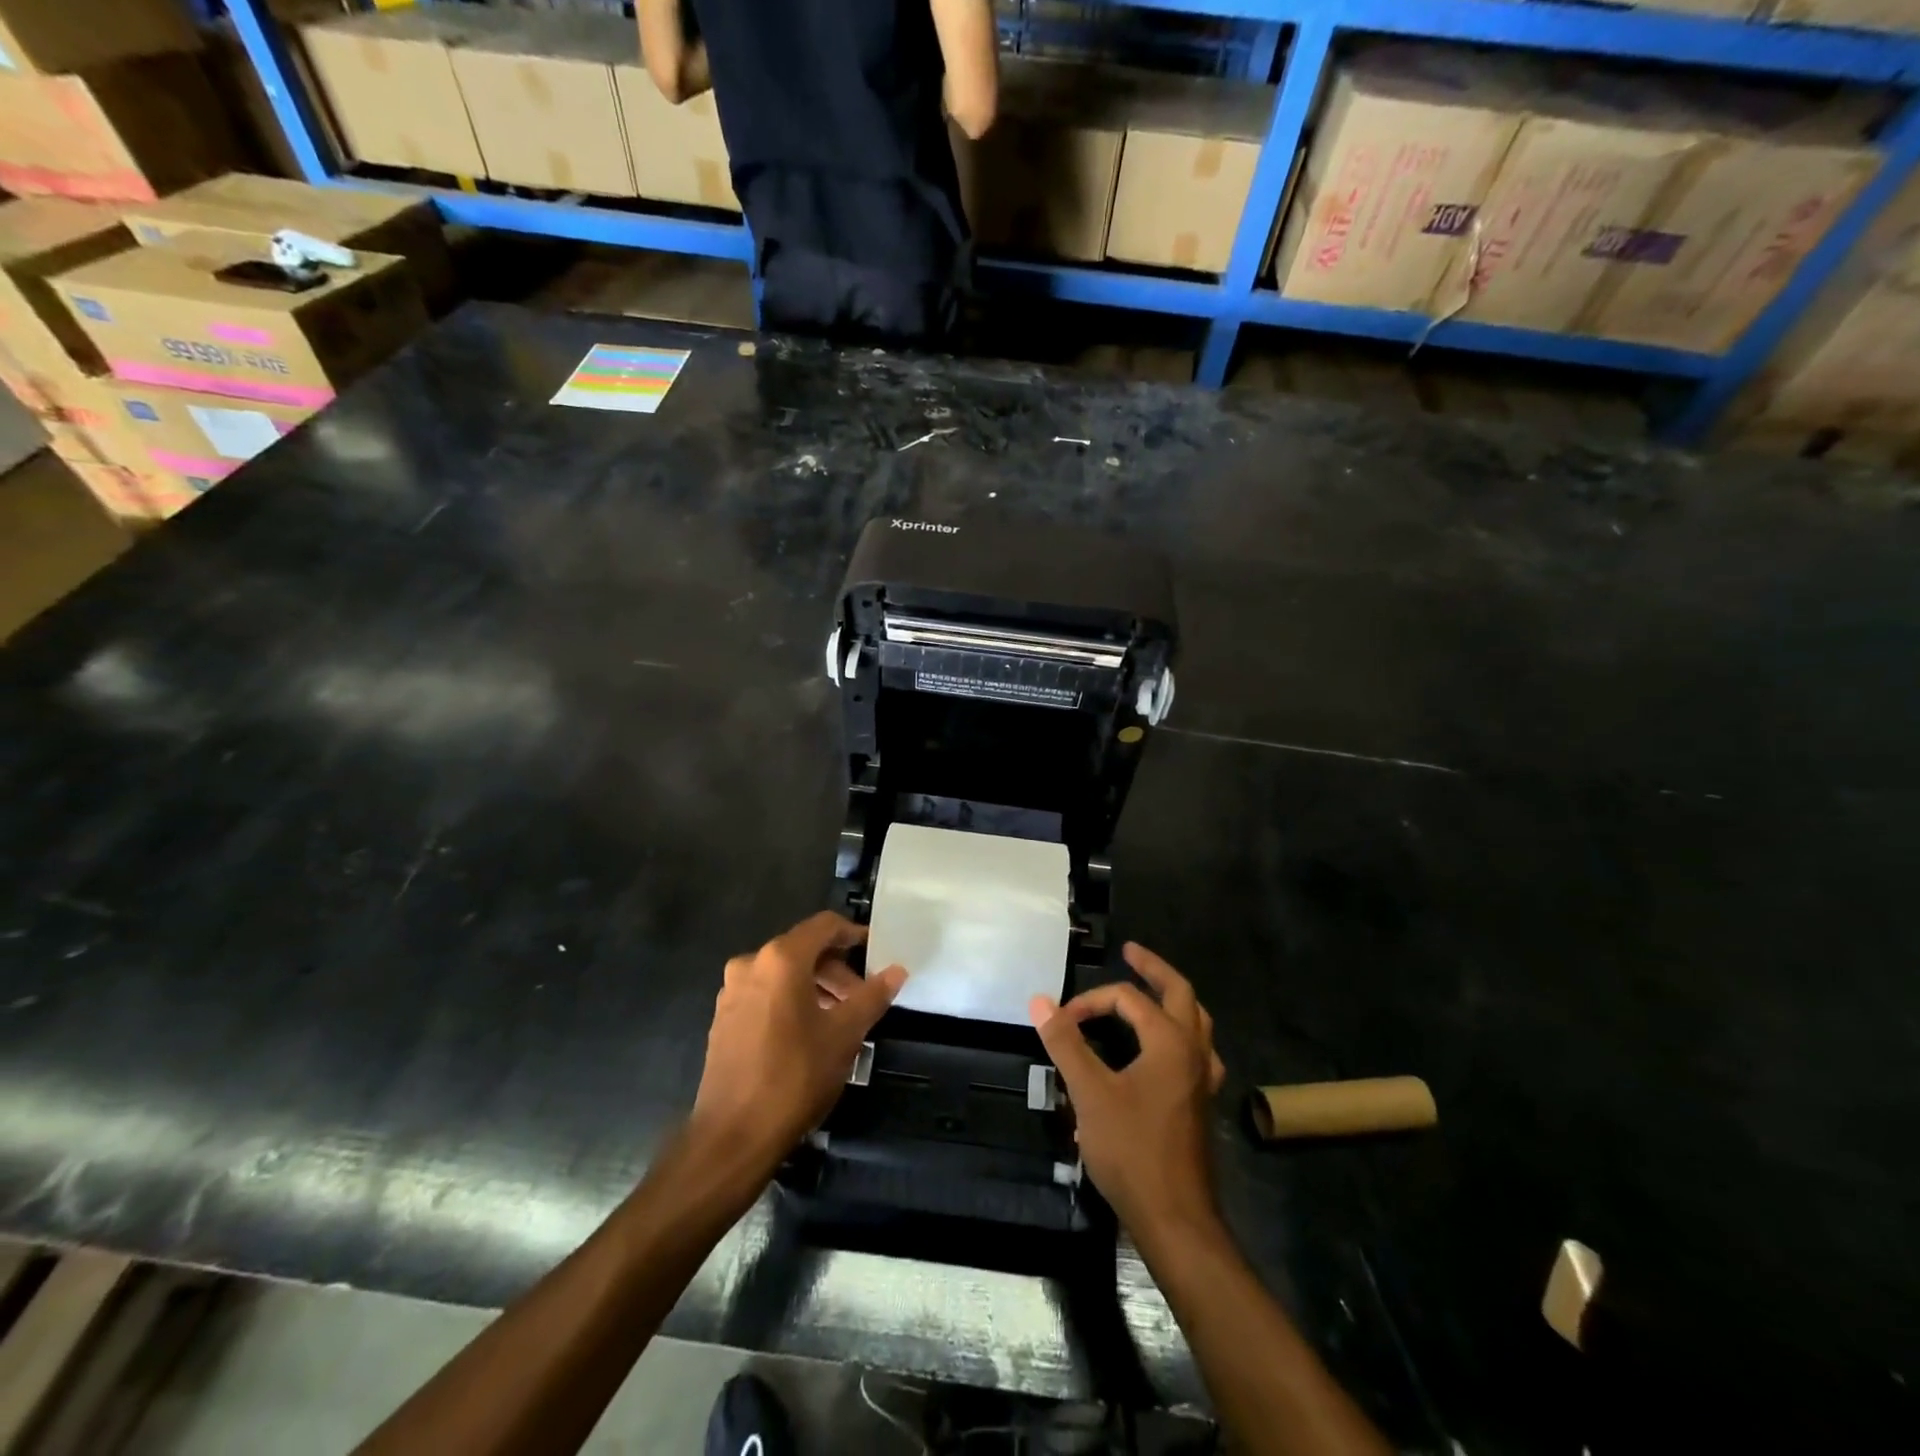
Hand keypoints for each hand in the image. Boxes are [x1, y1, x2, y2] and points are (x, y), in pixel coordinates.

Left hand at [692, 912, 906, 1169]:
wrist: (733, 1135)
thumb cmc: (795, 1076)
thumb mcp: (845, 1034)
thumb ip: (872, 996)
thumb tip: (897, 970)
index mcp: (780, 959)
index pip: (824, 926)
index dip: (853, 934)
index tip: (876, 953)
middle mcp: (751, 964)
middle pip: (803, 949)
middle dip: (836, 969)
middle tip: (862, 998)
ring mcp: (732, 992)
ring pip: (783, 974)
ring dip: (815, 987)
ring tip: (840, 1019)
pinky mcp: (723, 1019)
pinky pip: (765, 994)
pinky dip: (791, 1001)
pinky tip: (808, 1033)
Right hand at [1030, 942, 1226, 1244]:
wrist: (1175, 1219)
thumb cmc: (1132, 1151)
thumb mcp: (1089, 1093)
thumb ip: (1066, 1043)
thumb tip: (1040, 1000)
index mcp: (1170, 1041)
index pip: (1128, 1000)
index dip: (1091, 1001)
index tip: (1061, 1020)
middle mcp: (1193, 1051)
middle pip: (1180, 993)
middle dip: (1153, 969)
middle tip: (1131, 952)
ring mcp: (1202, 1079)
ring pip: (1196, 1022)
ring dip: (1173, 999)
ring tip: (1151, 992)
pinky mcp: (1201, 1103)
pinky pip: (1196, 1052)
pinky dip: (1180, 1035)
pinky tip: (1166, 1050)